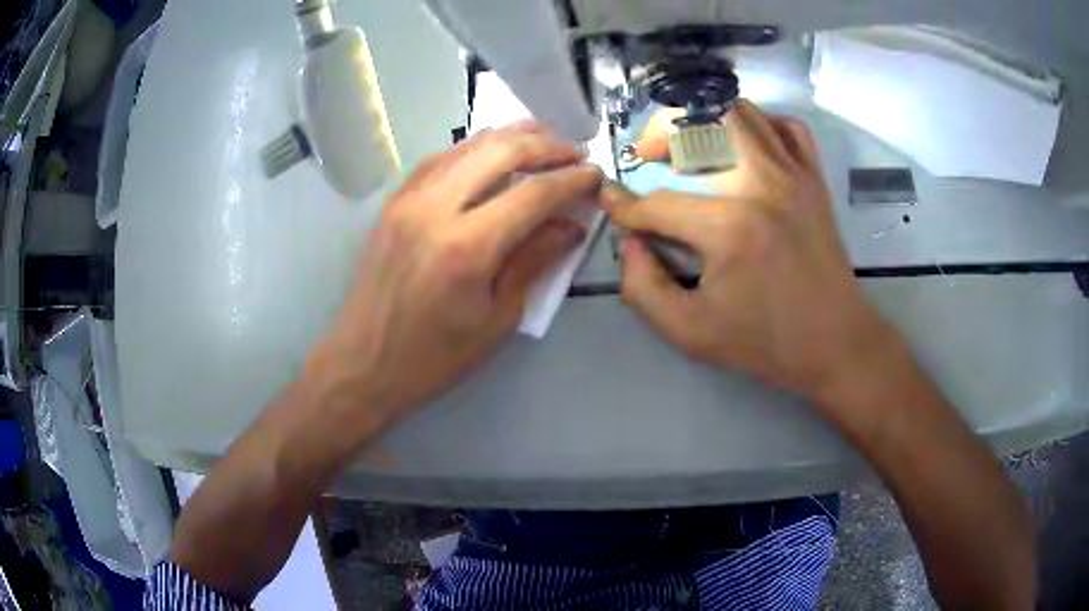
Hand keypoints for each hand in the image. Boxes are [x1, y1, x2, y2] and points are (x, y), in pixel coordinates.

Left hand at [310, 122, 601, 430]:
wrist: (363, 363)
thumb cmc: (435, 357)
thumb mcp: (498, 320)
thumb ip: (534, 262)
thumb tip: (571, 226)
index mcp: (467, 247)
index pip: (533, 194)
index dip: (572, 180)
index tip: (596, 175)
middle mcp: (435, 208)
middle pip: (501, 150)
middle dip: (546, 145)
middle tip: (575, 153)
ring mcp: (408, 199)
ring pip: (468, 145)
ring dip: (511, 137)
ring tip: (542, 143)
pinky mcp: (393, 202)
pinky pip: (440, 159)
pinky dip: (473, 149)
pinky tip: (491, 155)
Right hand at [603, 100, 898, 412]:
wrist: (836, 342)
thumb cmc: (765, 341)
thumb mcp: (690, 332)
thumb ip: (642, 287)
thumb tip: (629, 241)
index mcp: (729, 228)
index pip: (659, 203)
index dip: (625, 206)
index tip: (610, 202)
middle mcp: (761, 185)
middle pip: (700, 125)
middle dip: (662, 134)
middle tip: (652, 157)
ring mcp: (793, 176)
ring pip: (742, 113)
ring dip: (706, 120)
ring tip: (691, 145)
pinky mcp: (813, 179)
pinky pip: (787, 127)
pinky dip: (761, 123)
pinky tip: (745, 145)